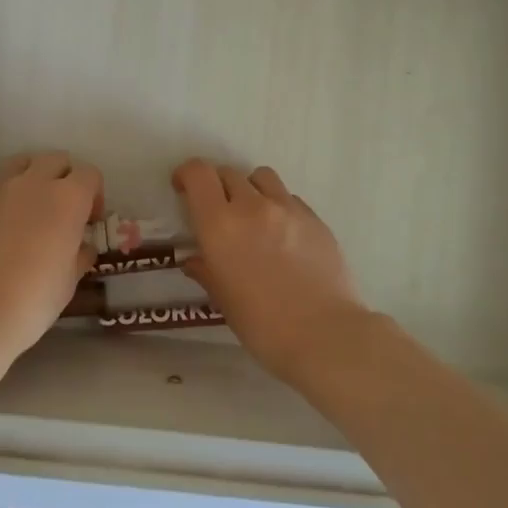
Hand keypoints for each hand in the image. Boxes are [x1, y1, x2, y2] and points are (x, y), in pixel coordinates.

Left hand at [0, 151, 102, 363]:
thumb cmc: (32, 300)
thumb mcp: (68, 282)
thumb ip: (79, 255)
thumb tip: (82, 246)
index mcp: (67, 198)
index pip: (89, 174)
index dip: (94, 194)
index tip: (90, 221)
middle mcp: (33, 183)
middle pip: (56, 160)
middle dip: (64, 178)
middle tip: (62, 211)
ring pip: (21, 164)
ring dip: (32, 178)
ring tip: (30, 210)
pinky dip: (3, 199)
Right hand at [171, 158, 369, 382]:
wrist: (325, 334)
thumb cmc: (263, 325)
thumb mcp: (223, 300)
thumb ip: (206, 271)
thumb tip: (195, 260)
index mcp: (220, 224)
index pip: (198, 173)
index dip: (186, 174)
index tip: (183, 189)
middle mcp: (252, 206)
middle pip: (228, 173)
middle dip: (216, 186)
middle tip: (218, 212)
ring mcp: (287, 208)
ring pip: (261, 177)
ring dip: (250, 189)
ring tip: (253, 217)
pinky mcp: (315, 218)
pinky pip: (289, 198)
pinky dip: (278, 207)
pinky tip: (284, 237)